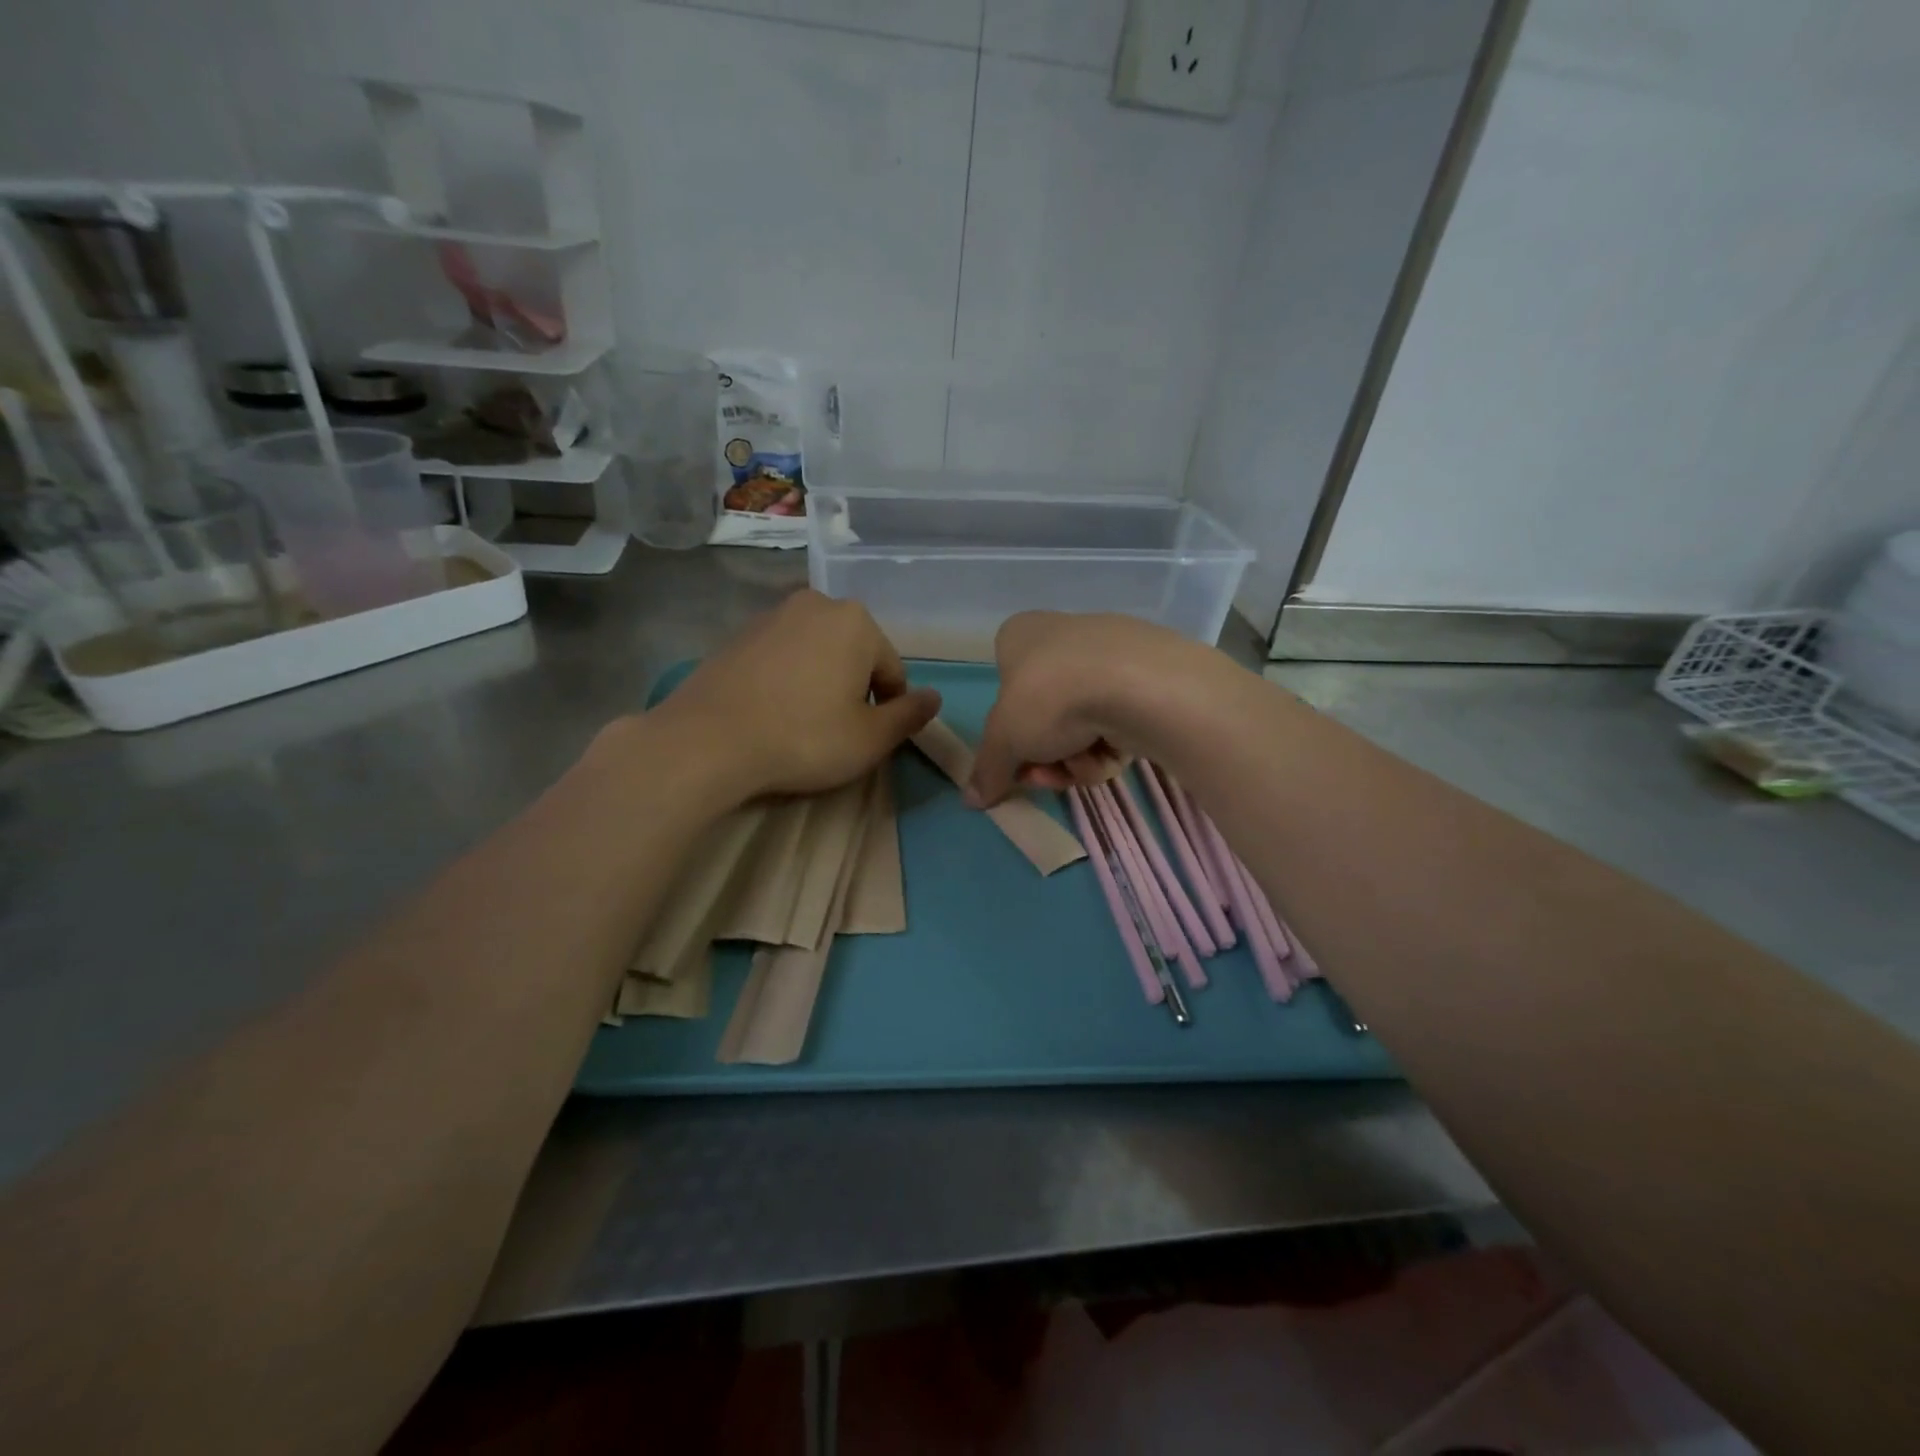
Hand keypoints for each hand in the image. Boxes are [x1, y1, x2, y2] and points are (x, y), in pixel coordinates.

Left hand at [655, 590, 940, 799]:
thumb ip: (908, 716)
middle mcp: (816, 604)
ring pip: (817, 653)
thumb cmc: (804, 737)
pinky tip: (772, 712)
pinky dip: (787, 679)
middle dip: (853, 690)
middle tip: (836, 731)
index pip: (892, 670)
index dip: (887, 709)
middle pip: (854, 655)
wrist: (708, 740)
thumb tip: (934, 698)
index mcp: (856, 621)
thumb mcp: (870, 738)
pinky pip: (781, 657)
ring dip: (820, 683)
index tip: (868, 738)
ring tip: (802, 723)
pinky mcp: (738, 634)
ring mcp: (772, 615)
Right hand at [968, 611, 1214, 806]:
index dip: (1008, 729)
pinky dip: (1109, 748)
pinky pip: (1117, 723)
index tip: (1014, 760)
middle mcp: (1064, 637)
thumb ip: (987, 770)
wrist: (1138, 685)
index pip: (1005, 683)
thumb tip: (972, 799)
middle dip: (1044, 754)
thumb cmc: (1051, 697)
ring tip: (1083, 766)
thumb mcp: (1004, 740)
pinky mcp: (1148, 679)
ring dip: (1075, 757)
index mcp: (1022, 635)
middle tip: (1046, 775)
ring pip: (1081, 724)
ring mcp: (1110, 656)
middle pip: (1045, 714)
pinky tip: (1113, 757)